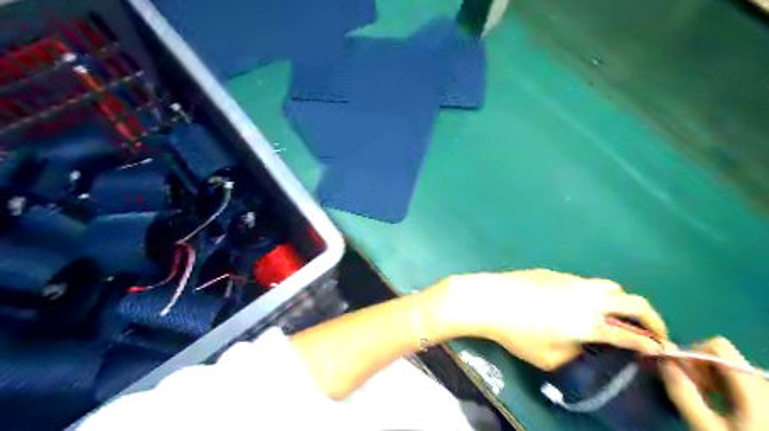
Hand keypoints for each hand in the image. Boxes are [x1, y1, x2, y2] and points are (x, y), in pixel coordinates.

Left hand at [439, 270, 668, 369]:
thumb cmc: (518, 332)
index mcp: (590, 322)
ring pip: (610, 285)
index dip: (652, 344)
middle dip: (651, 317)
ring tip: (612, 314)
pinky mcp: (556, 273)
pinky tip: (576, 301)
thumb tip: (583, 348)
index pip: (632, 335)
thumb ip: (574, 355)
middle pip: (634, 301)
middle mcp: (588, 297)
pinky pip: (585, 281)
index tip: (662, 350)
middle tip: (650, 331)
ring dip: (621, 300)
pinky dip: (594, 292)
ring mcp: (572, 281)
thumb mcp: (548, 357)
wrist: (491, 299)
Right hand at [662, 338, 767, 428]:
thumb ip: (682, 391)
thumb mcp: (705, 427)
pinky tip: (721, 406)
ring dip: (712, 378)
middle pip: (725, 356)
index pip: (718, 345)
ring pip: (733, 369)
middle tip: (693, 390)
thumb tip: (664, 359)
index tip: (682, 375)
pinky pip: (743, 382)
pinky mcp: (766, 403)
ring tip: (706, 400)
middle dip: (702, 368)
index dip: (694, 354)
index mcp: (756, 388)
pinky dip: (725, 387)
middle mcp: (767, 385)